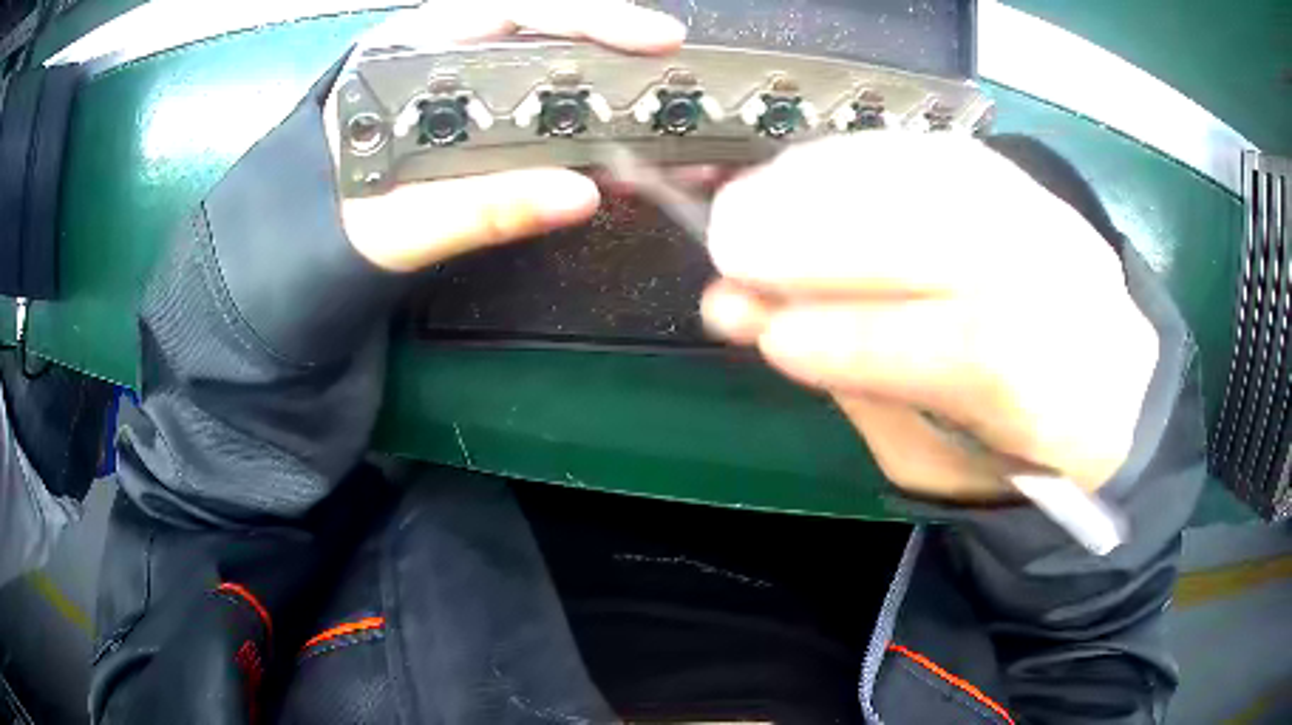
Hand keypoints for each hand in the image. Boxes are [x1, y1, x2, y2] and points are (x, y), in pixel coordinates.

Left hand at [325, 0, 686, 271]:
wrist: (310, 238)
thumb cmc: (337, 221)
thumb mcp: (399, 224)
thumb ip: (478, 210)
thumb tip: (580, 195)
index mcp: (406, 53)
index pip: (509, 9)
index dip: (588, 16)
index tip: (654, 39)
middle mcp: (438, 46)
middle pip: (542, 22)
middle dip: (615, 41)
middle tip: (672, 71)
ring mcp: (460, 70)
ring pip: (548, 51)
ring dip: (609, 74)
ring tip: (656, 105)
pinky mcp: (476, 100)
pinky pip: (541, 86)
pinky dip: (587, 105)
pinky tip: (615, 130)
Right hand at [701, 134, 1158, 500]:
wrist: (1097, 391)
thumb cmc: (1006, 447)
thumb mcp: (934, 457)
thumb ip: (856, 384)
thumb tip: (753, 314)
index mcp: (1067, 400)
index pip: (977, 349)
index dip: (867, 337)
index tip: (770, 336)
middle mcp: (1079, 293)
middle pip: (965, 237)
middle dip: (834, 236)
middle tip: (732, 243)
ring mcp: (1058, 223)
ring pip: (948, 177)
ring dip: (835, 182)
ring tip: (752, 202)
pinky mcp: (1028, 186)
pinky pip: (941, 153)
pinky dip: (863, 159)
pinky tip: (804, 175)